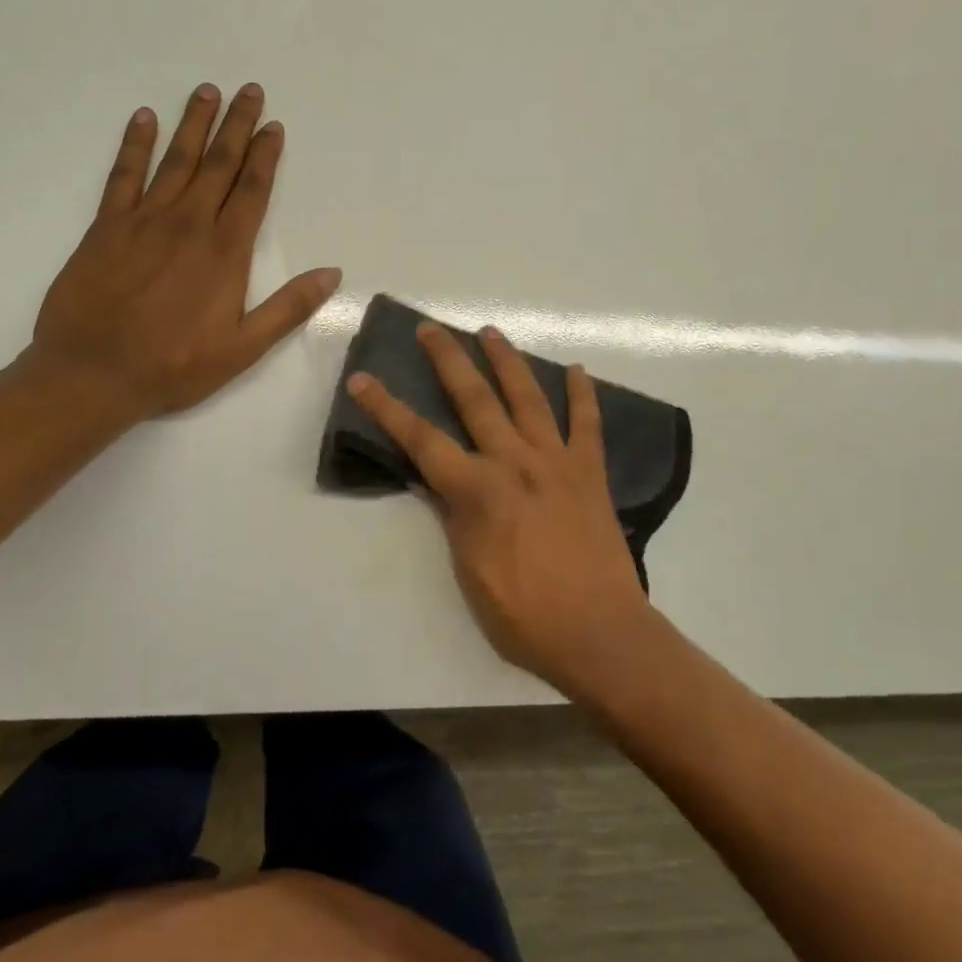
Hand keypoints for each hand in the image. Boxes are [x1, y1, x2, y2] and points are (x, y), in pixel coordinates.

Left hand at [27, 82, 340, 420]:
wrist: (92, 374)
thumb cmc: (174, 365)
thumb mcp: (244, 348)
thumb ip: (289, 307)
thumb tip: (332, 272)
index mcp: (225, 251)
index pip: (252, 190)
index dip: (265, 155)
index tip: (273, 125)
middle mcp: (188, 224)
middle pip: (218, 164)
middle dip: (236, 125)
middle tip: (248, 90)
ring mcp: (144, 220)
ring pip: (176, 160)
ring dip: (193, 124)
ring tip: (206, 91)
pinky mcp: (106, 227)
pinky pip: (123, 175)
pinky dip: (134, 145)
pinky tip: (143, 119)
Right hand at [347, 324, 651, 695]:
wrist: (598, 633)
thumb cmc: (524, 615)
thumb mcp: (469, 571)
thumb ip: (451, 516)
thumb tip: (429, 479)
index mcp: (477, 490)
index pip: (421, 439)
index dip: (387, 407)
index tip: (363, 378)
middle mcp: (514, 462)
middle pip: (475, 399)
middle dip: (449, 360)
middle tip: (431, 328)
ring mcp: (556, 462)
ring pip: (529, 398)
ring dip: (507, 361)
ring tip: (491, 332)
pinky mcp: (590, 472)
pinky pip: (588, 424)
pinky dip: (583, 395)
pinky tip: (577, 369)